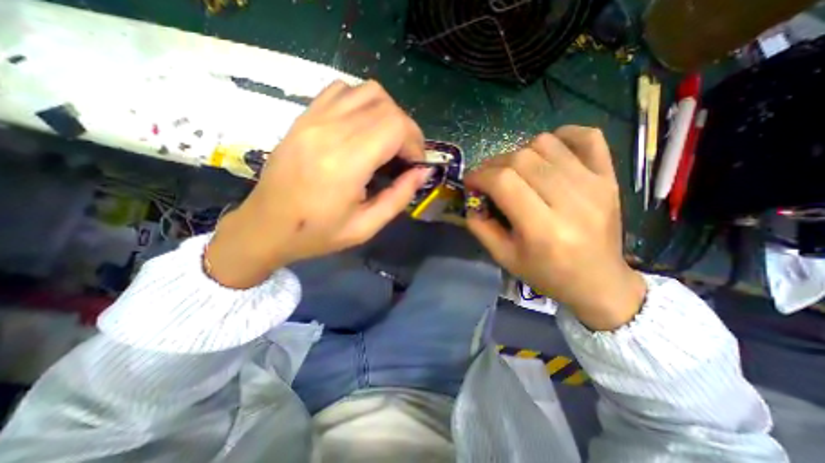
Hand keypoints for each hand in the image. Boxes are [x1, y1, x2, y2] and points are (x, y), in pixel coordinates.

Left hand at [206, 79, 431, 287]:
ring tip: (387, 141)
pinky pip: (341, 91)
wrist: (266, 227)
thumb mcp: (366, 227)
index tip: (414, 164)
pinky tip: (362, 128)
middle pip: (386, 107)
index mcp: (345, 163)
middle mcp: (329, 132)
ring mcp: (312, 119)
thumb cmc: (317, 233)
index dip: (415, 142)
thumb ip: (399, 197)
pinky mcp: (303, 117)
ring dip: (388, 114)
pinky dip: (362, 103)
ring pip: (367, 91)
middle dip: (406, 130)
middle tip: (405, 156)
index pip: (395, 126)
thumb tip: (422, 172)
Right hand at [463, 125, 643, 329]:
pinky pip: (587, 136)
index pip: (504, 182)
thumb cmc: (547, 274)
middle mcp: (571, 202)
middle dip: (494, 164)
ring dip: (520, 152)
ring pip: (546, 144)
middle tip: (487, 178)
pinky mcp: (609, 177)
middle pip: (522, 159)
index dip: (480, 175)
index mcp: (543, 229)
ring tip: (515, 170)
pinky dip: (562, 135)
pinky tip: (548, 151)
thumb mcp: (504, 257)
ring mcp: (594, 184)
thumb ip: (481, 227)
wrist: (599, 281)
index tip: (470, 182)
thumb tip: (472, 199)